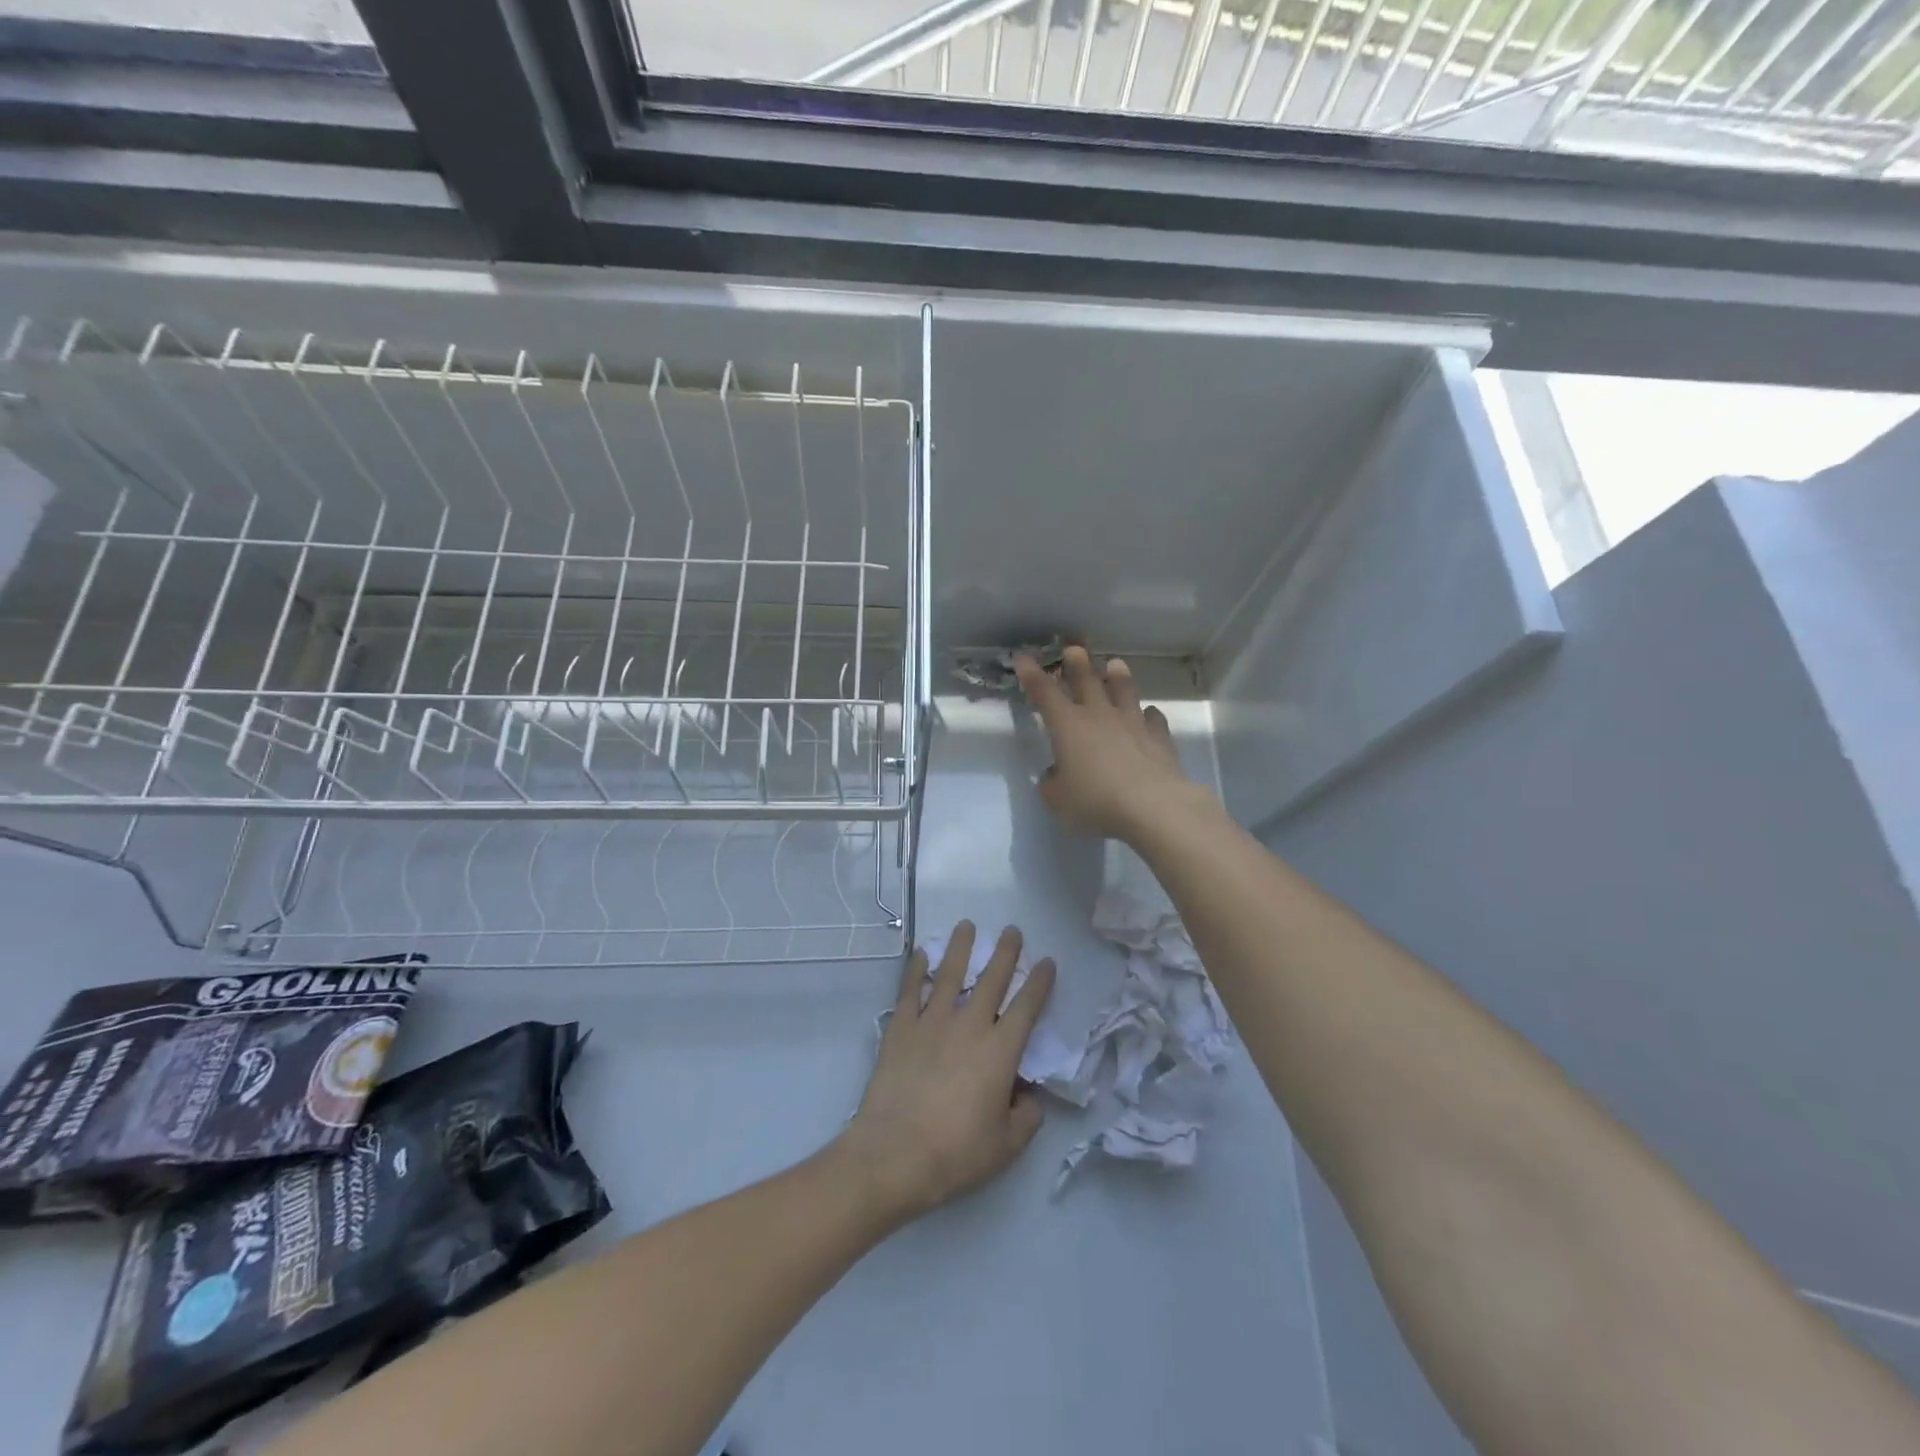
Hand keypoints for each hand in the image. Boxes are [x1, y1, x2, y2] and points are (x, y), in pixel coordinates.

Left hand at [837, 922, 1055, 1225]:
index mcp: (1000, 1051)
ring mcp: (932, 1022)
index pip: (1027, 1007)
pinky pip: (910, 990)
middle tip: (1013, 931)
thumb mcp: (1006, 1146)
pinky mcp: (901, 1028)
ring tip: (967, 925)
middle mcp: (969, 1026)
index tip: (1048, 962)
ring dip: (961, 948)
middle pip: (992, 980)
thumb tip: (1028, 1095)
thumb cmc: (956, 1153)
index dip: (1040, 983)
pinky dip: (916, 969)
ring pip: (950, 974)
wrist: (894, 1155)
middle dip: (1006, 953)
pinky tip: (921, 954)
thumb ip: (1026, 1116)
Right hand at [1015, 645, 1208, 840]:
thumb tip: (1057, 773)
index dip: (1031, 674)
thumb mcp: (1058, 800)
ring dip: (1117, 676)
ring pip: (1124, 690)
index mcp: (1068, 726)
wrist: (1153, 806)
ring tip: (1115, 663)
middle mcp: (1099, 715)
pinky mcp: (1159, 737)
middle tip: (1073, 647)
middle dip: (1077, 662)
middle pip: (1087, 680)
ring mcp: (1132, 723)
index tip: (1023, 657)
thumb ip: (1052, 783)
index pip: (1044, 692)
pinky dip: (1148, 715)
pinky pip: (1153, 718)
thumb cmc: (1096, 802)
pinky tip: (1148, 715)